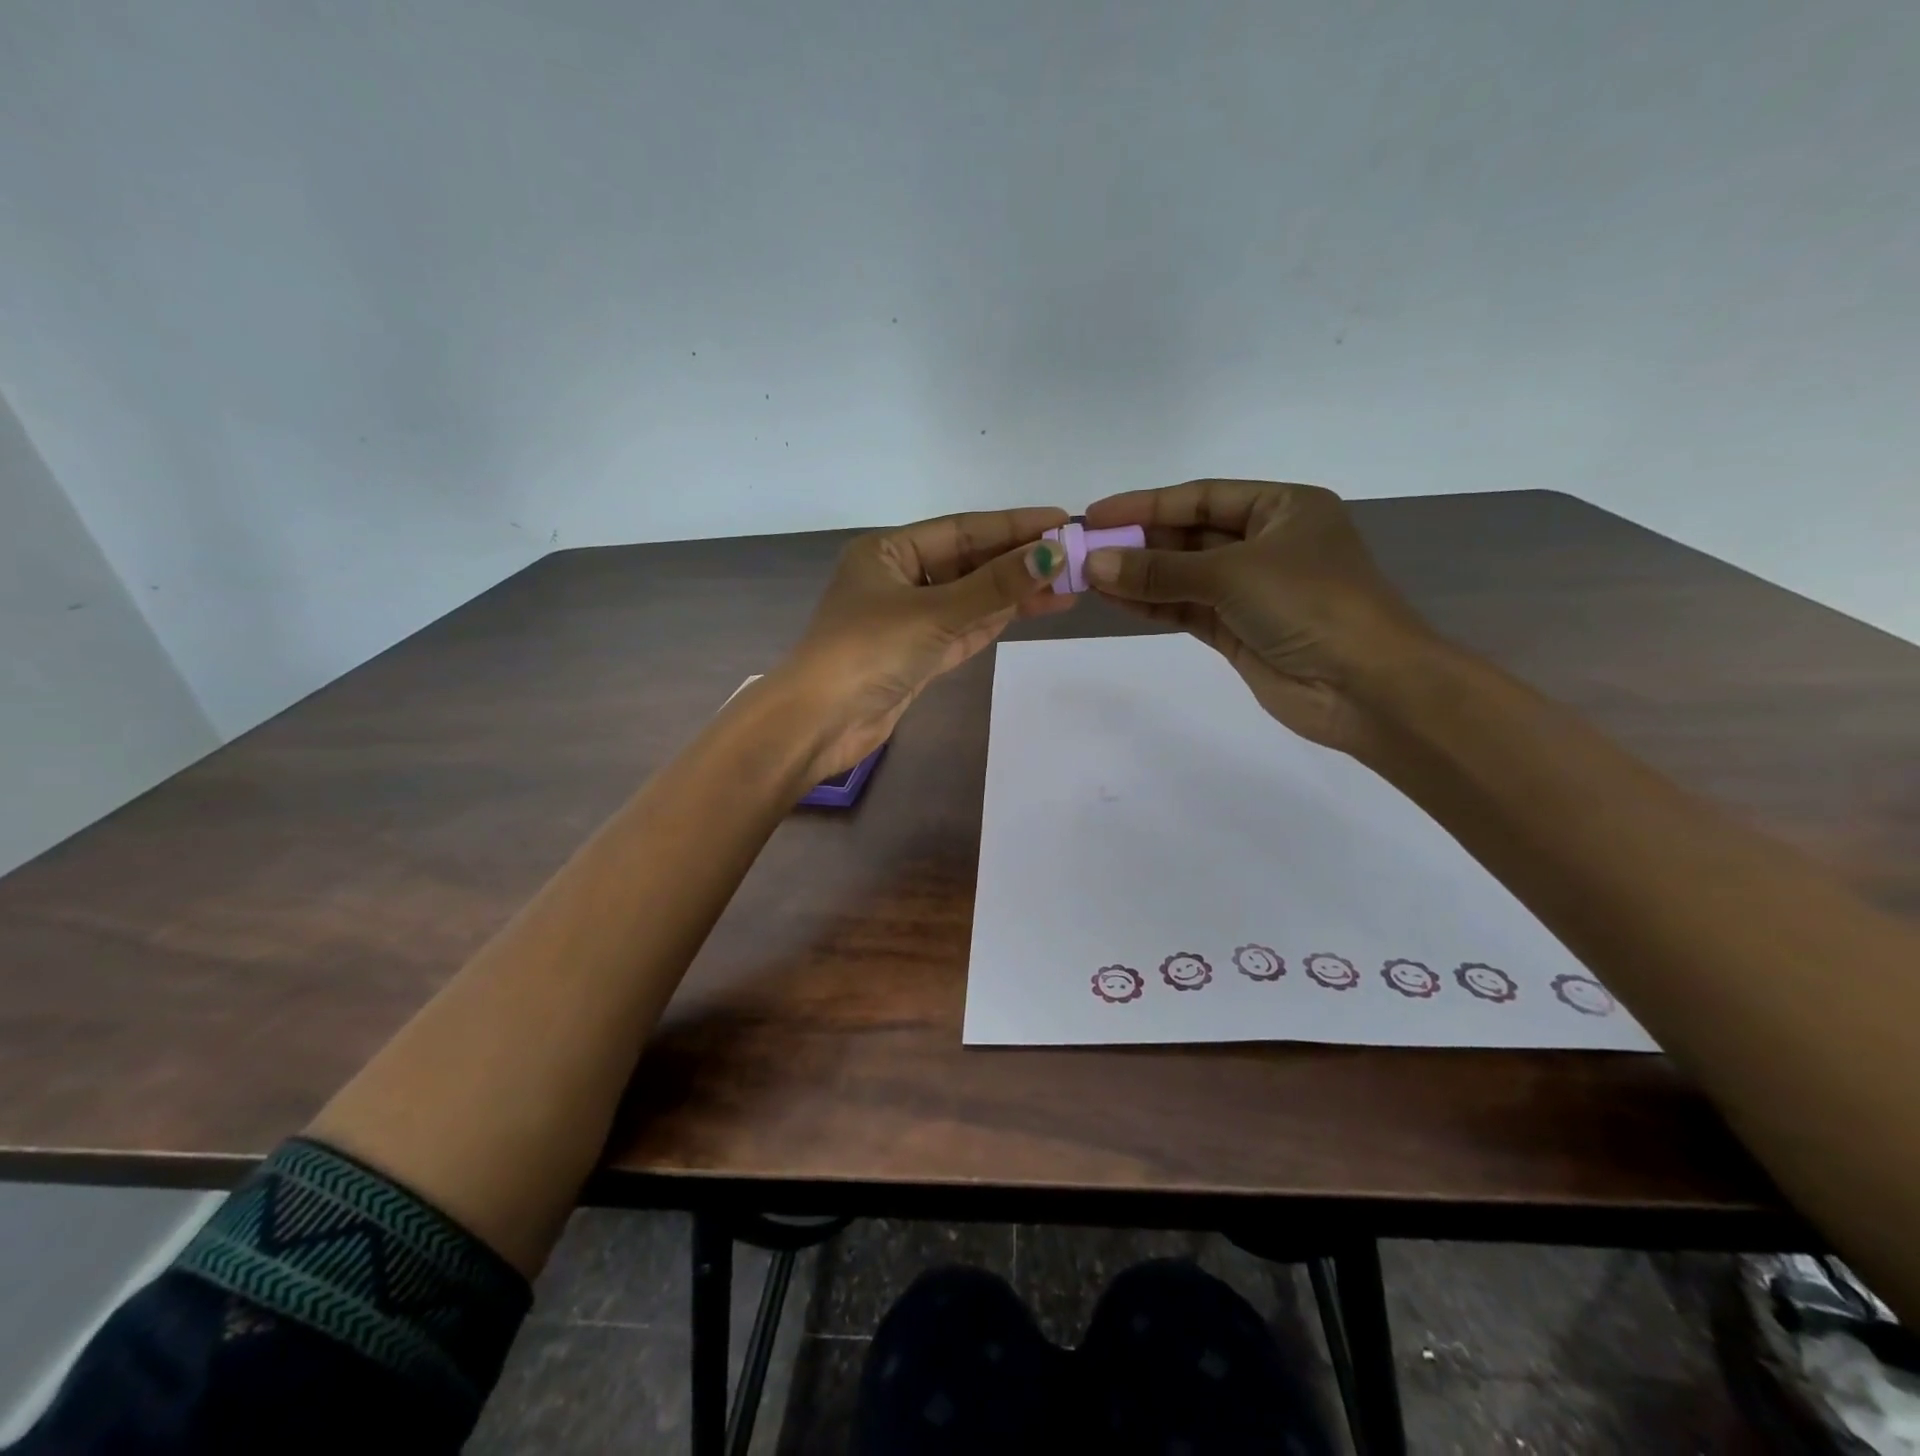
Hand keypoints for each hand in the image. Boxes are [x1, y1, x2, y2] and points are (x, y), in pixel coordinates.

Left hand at [775, 508, 1073, 778]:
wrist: (821, 723)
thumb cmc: (869, 652)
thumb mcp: (935, 612)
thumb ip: (995, 586)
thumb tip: (1051, 554)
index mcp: (888, 552)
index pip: (961, 530)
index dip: (1013, 525)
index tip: (1061, 521)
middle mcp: (899, 579)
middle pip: (969, 563)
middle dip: (1018, 560)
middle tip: (1074, 556)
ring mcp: (909, 619)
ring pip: (971, 598)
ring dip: (1015, 592)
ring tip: (1069, 583)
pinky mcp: (919, 655)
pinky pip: (966, 628)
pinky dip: (997, 619)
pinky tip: (1036, 607)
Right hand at [1082, 480, 1435, 753]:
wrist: (1366, 687)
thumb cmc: (1312, 604)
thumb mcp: (1233, 574)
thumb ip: (1161, 570)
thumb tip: (1096, 564)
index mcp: (1282, 509)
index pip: (1202, 497)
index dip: (1146, 504)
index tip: (1095, 515)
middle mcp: (1267, 544)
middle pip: (1190, 536)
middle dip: (1138, 543)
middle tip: (1084, 550)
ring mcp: (1252, 591)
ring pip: (1184, 576)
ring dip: (1139, 577)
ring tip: (1088, 577)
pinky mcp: (1239, 632)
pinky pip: (1187, 610)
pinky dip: (1153, 606)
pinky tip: (1115, 600)